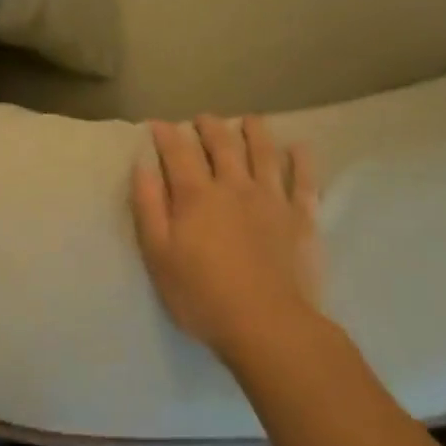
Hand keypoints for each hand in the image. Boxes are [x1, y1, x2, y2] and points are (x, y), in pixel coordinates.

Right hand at [131, 116, 321, 364]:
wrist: (268, 326)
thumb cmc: (203, 296)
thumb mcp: (159, 256)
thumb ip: (148, 207)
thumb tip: (142, 165)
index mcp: (196, 195)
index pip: (178, 153)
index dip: (167, 135)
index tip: (158, 124)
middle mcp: (234, 186)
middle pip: (222, 145)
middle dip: (210, 127)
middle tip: (203, 118)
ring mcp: (271, 199)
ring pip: (263, 154)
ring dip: (255, 132)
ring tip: (249, 120)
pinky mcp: (301, 218)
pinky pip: (303, 182)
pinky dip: (301, 162)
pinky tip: (299, 148)